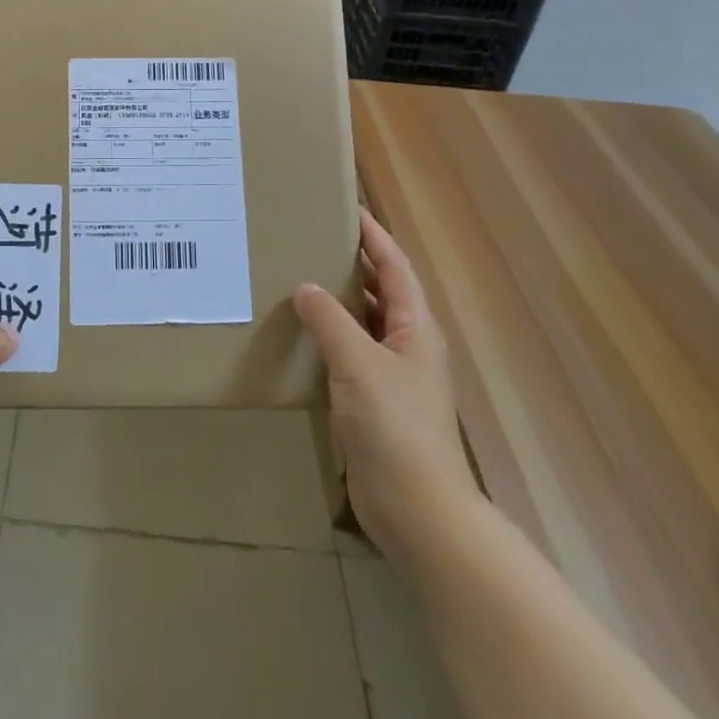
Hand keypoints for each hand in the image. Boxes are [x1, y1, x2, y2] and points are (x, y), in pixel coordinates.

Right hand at [293, 210, 478, 554]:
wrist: (417, 509)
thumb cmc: (394, 426)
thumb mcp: (358, 363)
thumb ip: (330, 320)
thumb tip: (305, 287)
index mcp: (416, 328)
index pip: (395, 267)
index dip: (374, 236)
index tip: (348, 209)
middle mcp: (409, 346)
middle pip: (384, 292)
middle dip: (355, 265)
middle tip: (315, 241)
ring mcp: (394, 378)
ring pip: (366, 325)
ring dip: (341, 303)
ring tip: (301, 280)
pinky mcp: (376, 406)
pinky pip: (351, 357)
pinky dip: (330, 340)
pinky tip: (302, 339)